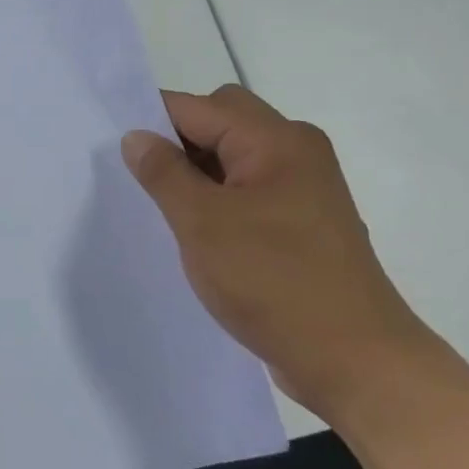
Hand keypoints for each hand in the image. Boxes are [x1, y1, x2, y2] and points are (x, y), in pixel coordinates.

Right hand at [122, 85, 448, 422]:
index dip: (152, 121)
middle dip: (178, 143)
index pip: (198, 107)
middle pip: (222, 121)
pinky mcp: (305, 222)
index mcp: (275, 140)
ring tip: (164, 209)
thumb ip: (164, 173)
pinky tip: (197, 232)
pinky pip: (250, 188)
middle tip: (143, 181)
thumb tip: (136, 136)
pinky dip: (220, 197)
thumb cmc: (273, 282)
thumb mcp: (202, 223)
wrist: (355, 360)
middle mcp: (296, 151)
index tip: (113, 148)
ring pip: (235, 156)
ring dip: (198, 173)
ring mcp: (305, 187)